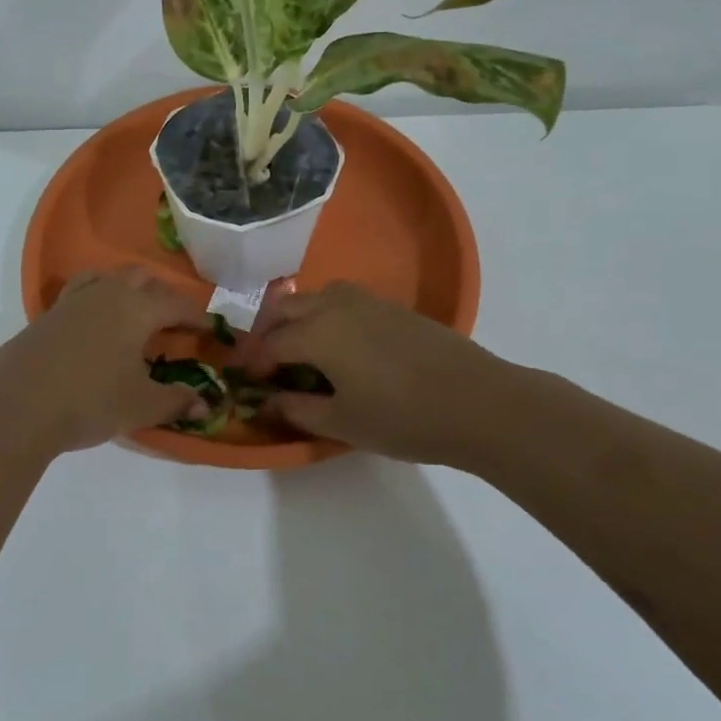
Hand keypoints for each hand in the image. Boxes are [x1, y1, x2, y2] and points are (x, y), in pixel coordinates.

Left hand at [0, 268, 212, 452]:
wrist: (18, 405)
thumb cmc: (90, 401)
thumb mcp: (141, 406)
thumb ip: (176, 401)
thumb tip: (206, 404)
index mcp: (138, 309)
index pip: (178, 305)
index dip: (199, 318)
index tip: (214, 331)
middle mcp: (108, 293)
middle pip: (144, 280)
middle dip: (165, 296)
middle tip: (175, 323)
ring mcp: (74, 300)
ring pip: (110, 277)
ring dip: (130, 289)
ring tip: (136, 313)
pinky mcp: (49, 314)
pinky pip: (82, 291)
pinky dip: (99, 297)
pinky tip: (97, 323)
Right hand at [252, 282, 508, 465]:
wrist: (478, 401)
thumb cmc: (402, 417)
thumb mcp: (342, 422)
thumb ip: (297, 409)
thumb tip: (266, 402)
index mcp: (317, 332)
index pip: (270, 344)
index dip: (252, 363)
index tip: (242, 380)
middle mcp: (335, 305)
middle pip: (286, 310)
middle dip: (268, 333)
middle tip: (264, 364)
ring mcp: (367, 301)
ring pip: (315, 298)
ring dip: (297, 318)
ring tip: (299, 351)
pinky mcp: (392, 307)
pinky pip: (342, 301)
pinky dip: (325, 316)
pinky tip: (339, 345)